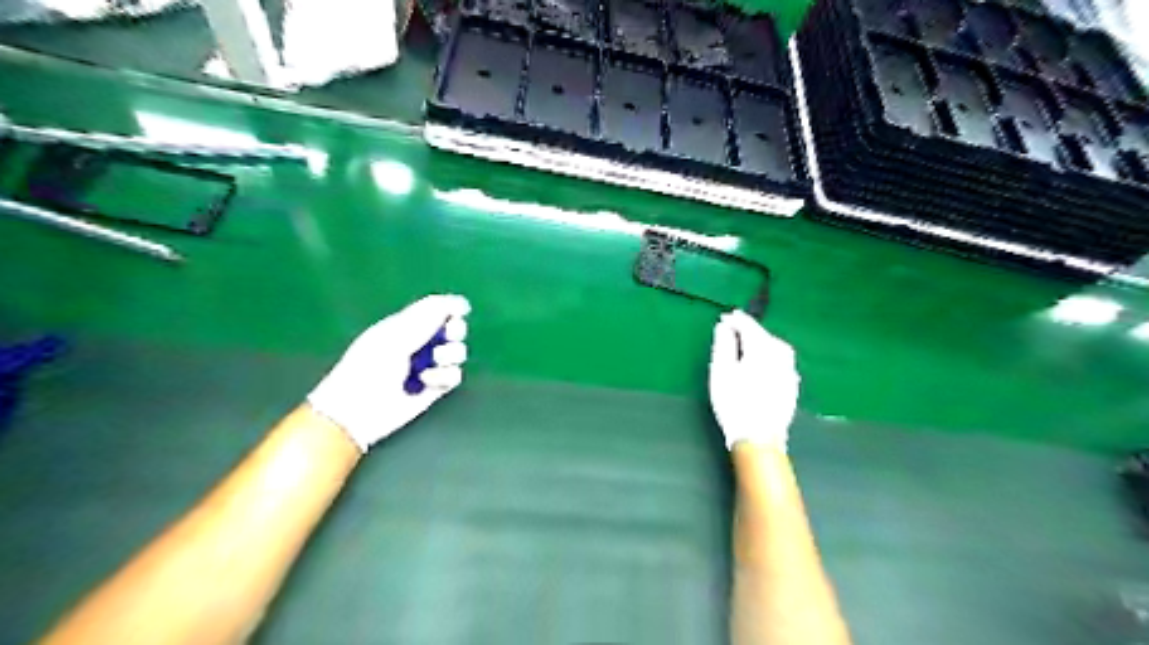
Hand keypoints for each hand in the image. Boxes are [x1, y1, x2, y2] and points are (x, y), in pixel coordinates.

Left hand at [305, 294, 471, 449]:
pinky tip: (427, 382)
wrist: (359, 409)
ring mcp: (429, 365)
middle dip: (455, 331)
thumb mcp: (397, 335)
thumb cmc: (369, 366)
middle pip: (454, 328)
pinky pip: (454, 375)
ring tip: (433, 363)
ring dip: (449, 355)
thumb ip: (428, 317)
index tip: (459, 311)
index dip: (451, 307)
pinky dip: (445, 376)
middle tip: (447, 336)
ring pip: (457, 352)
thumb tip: (461, 303)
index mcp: (406, 325)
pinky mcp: (435, 388)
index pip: (437, 309)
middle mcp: (421, 343)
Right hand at [710, 310, 800, 450]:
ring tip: (747, 344)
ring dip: (762, 341)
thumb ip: (723, 344)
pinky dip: (770, 356)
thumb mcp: (721, 371)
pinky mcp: (792, 385)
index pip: (749, 326)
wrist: (759, 437)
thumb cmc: (734, 402)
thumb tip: (725, 326)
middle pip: (764, 335)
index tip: (724, 318)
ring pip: (776, 347)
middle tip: (733, 329)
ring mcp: (789, 371)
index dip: (736, 320)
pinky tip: (761, 363)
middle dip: (749, 330)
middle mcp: (781, 355)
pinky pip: (781, 361)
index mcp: (762, 348)